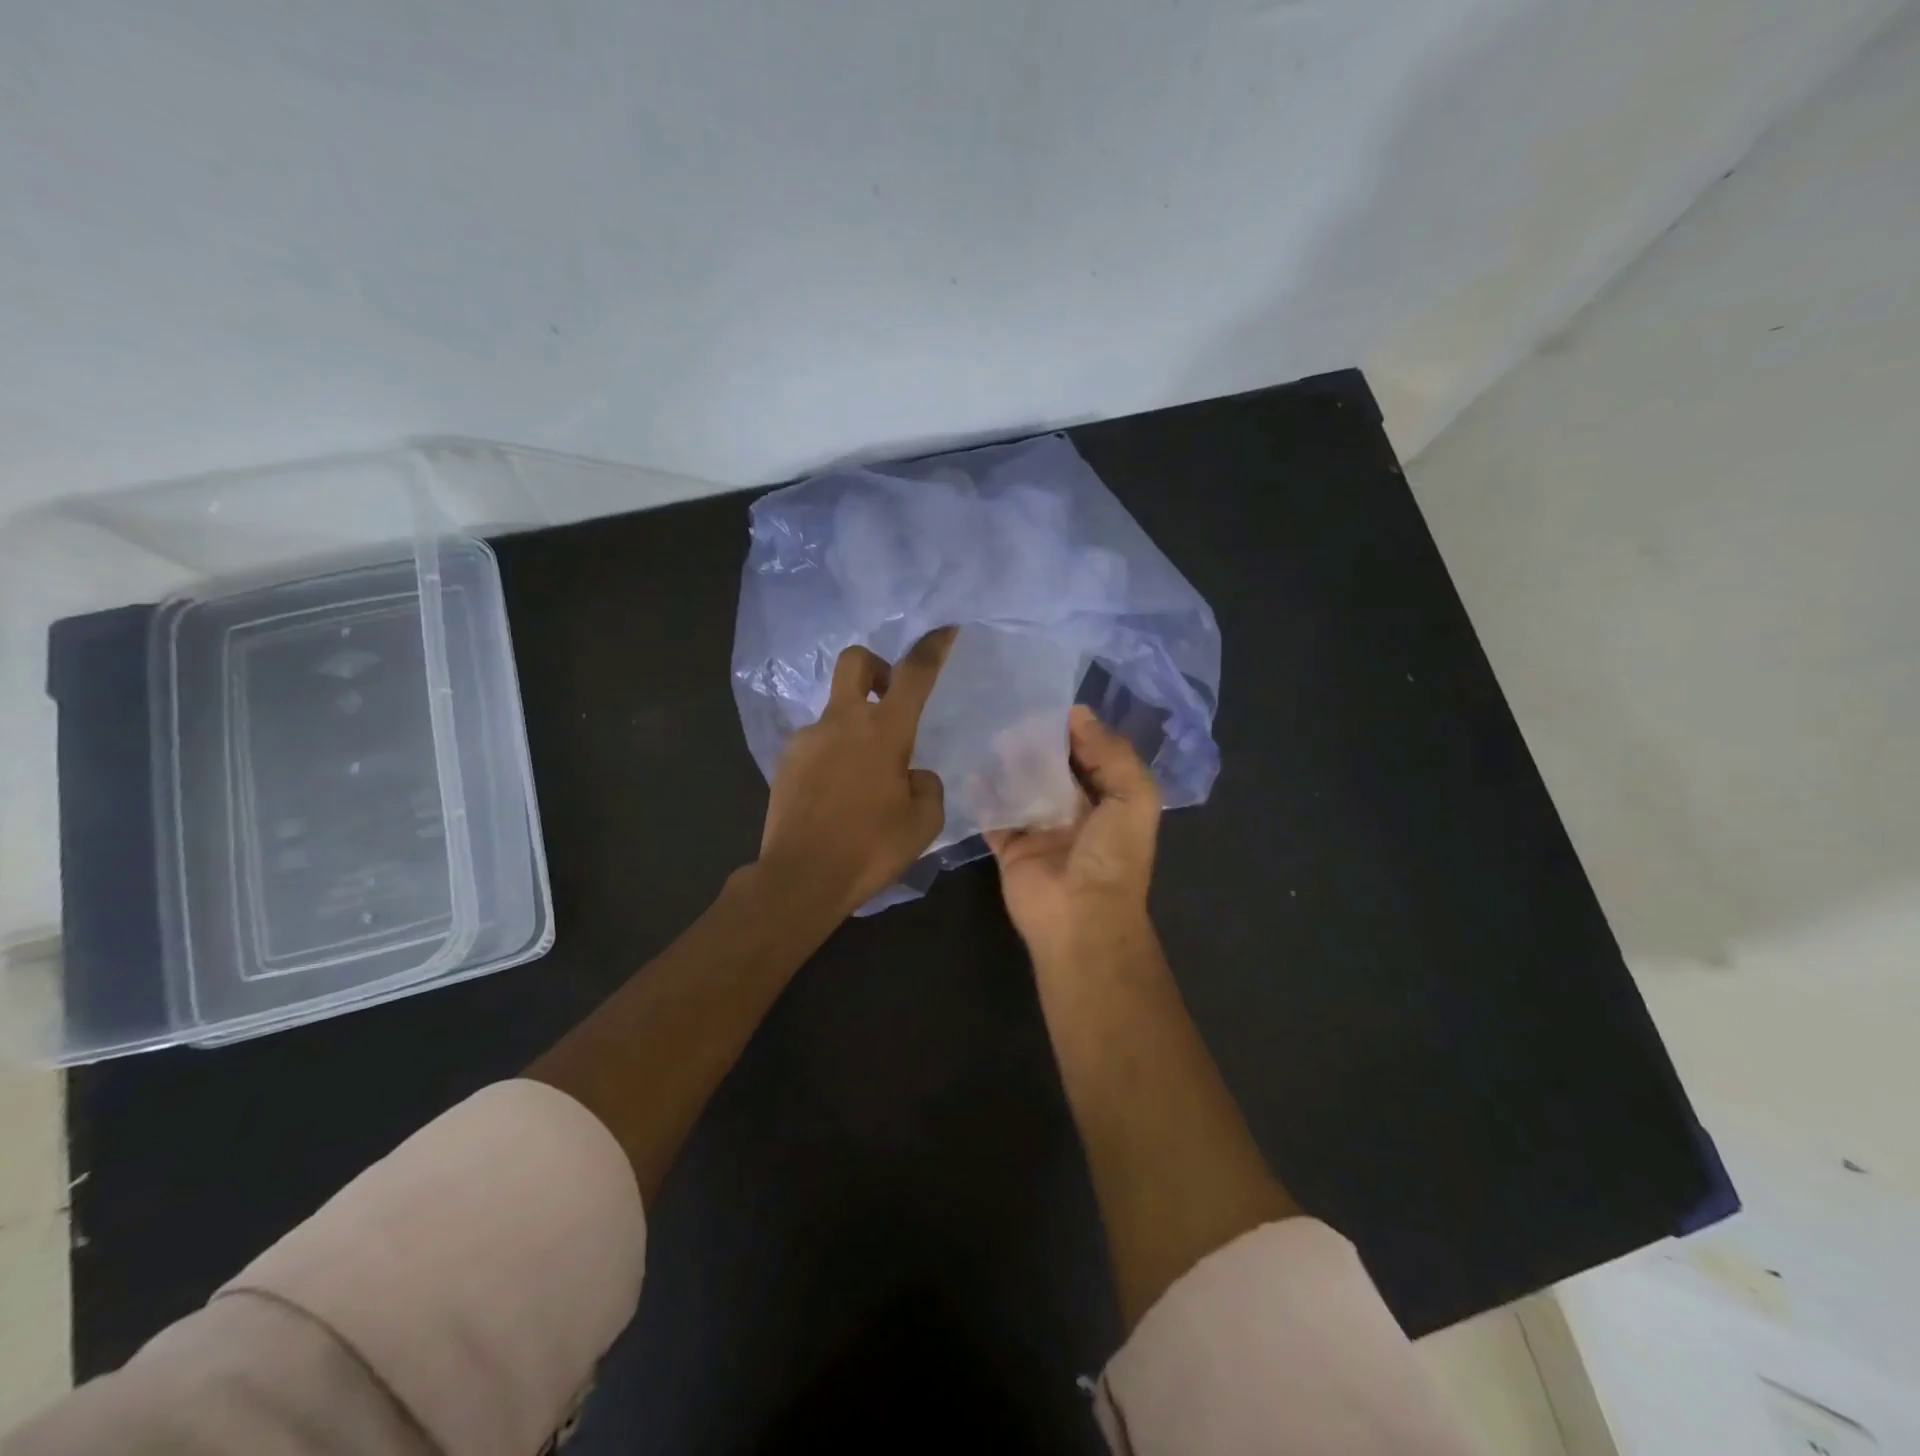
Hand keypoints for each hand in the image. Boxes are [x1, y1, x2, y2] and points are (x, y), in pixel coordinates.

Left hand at [759, 628, 956, 918]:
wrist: (801, 877)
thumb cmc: (870, 848)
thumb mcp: (923, 821)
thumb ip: (926, 786)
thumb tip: (912, 774)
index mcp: (883, 731)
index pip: (914, 674)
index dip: (931, 647)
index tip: (944, 629)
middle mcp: (842, 722)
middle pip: (855, 662)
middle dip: (876, 666)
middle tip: (890, 698)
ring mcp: (808, 739)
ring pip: (836, 711)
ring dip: (855, 726)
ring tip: (865, 778)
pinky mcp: (786, 761)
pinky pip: (818, 744)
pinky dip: (834, 755)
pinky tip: (838, 794)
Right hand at [985, 705, 1159, 961]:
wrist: (1080, 918)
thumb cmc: (1112, 856)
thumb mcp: (1133, 797)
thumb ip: (1112, 753)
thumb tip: (1079, 713)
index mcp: (1109, 801)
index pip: (1092, 756)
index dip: (1075, 730)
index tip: (1048, 702)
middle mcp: (1075, 813)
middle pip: (1053, 769)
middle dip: (1036, 743)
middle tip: (1011, 711)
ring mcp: (1040, 831)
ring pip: (1021, 788)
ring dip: (1008, 763)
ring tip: (989, 731)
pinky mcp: (1010, 847)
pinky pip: (992, 815)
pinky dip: (981, 794)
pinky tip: (969, 767)